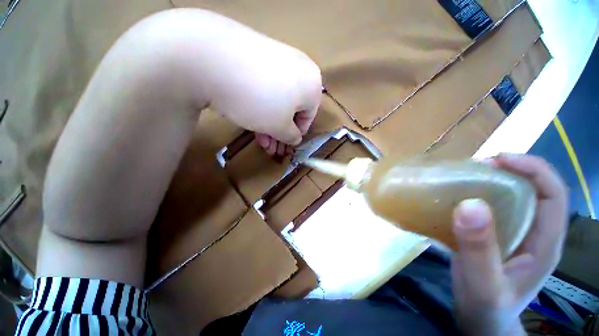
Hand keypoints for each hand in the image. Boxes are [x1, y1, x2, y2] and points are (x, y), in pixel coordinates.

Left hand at [199, 13, 321, 146]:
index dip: (295, 134)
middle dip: (279, 131)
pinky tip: (249, 115)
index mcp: (312, 84)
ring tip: (258, 137)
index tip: (283, 145)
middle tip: (268, 147)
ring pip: (277, 98)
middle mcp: (300, 67)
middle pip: (292, 108)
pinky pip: (265, 84)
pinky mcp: (257, 52)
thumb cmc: (258, 100)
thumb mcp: (279, 127)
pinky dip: (260, 103)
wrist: (212, 57)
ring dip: (269, 121)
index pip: (308, 117)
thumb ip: (291, 136)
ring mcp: (277, 57)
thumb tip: (296, 138)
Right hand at [451, 154, 567, 335]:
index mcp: (544, 242)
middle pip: (533, 190)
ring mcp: (514, 235)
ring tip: (462, 177)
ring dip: (489, 182)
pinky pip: (490, 209)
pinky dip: (475, 197)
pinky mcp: (494, 237)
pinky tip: (455, 198)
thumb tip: (469, 204)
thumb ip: (479, 248)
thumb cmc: (486, 308)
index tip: (498, 160)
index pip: (553, 194)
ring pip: (511, 198)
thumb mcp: (483, 283)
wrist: (479, 322)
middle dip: (509, 172)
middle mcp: (533, 233)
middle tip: (474, 167)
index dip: (533, 169)